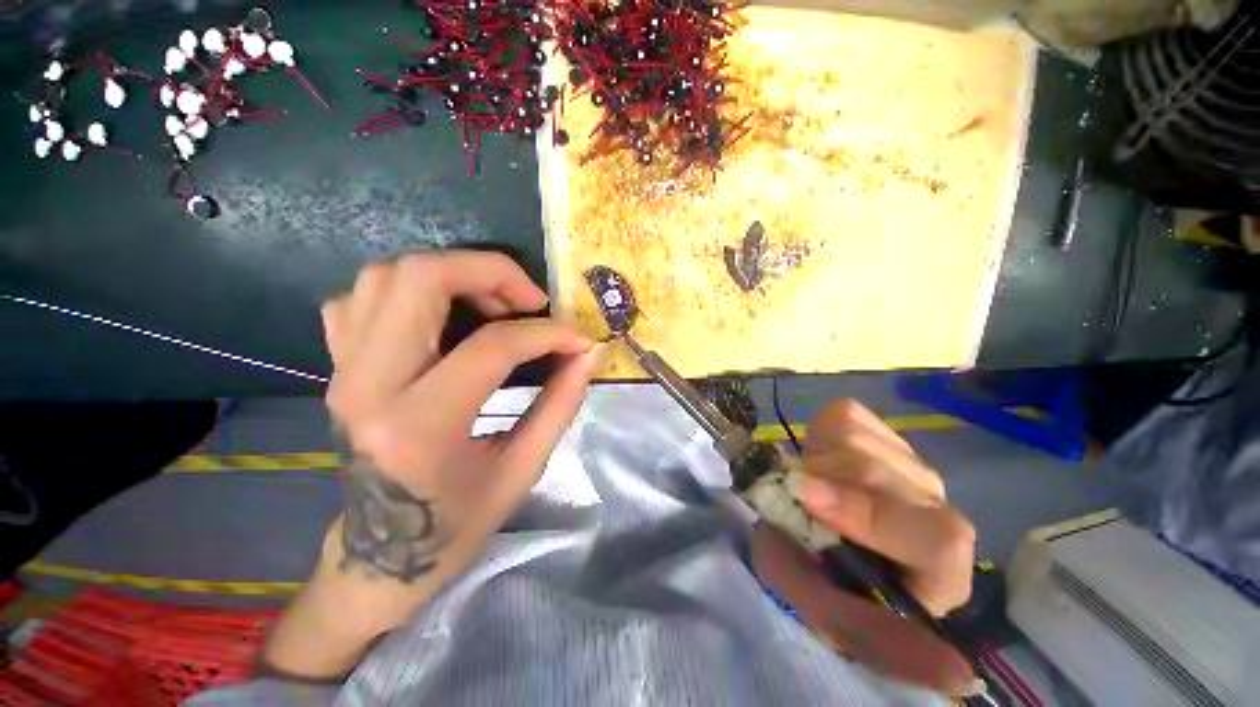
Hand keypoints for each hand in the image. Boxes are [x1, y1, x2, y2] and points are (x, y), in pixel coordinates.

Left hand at [264, 252, 600, 678]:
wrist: (381, 554)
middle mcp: (369, 386)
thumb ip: (561, 402)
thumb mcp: (523, 468)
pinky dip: (410, 291)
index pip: (492, 346)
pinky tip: (444, 317)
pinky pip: (361, 298)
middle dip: (489, 271)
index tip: (579, 339)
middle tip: (529, 300)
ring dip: (452, 274)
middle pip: (419, 279)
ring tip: (495, 304)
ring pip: (386, 276)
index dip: (548, 333)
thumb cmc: (457, 522)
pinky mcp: (338, 367)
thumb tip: (590, 352)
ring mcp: (343, 372)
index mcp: (420, 426)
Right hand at [749, 400, 978, 695]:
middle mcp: (936, 510)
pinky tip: (821, 459)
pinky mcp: (880, 430)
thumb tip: (956, 675)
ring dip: (815, 463)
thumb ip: (868, 634)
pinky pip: (846, 418)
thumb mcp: (818, 606)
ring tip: (807, 484)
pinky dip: (819, 436)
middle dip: (822, 482)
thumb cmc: (810, 571)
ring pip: (861, 444)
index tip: (805, 497)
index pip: (938, 541)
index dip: (870, 517)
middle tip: (791, 491)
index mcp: (938, 571)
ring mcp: (909, 462)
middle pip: (886, 478)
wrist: (796, 522)